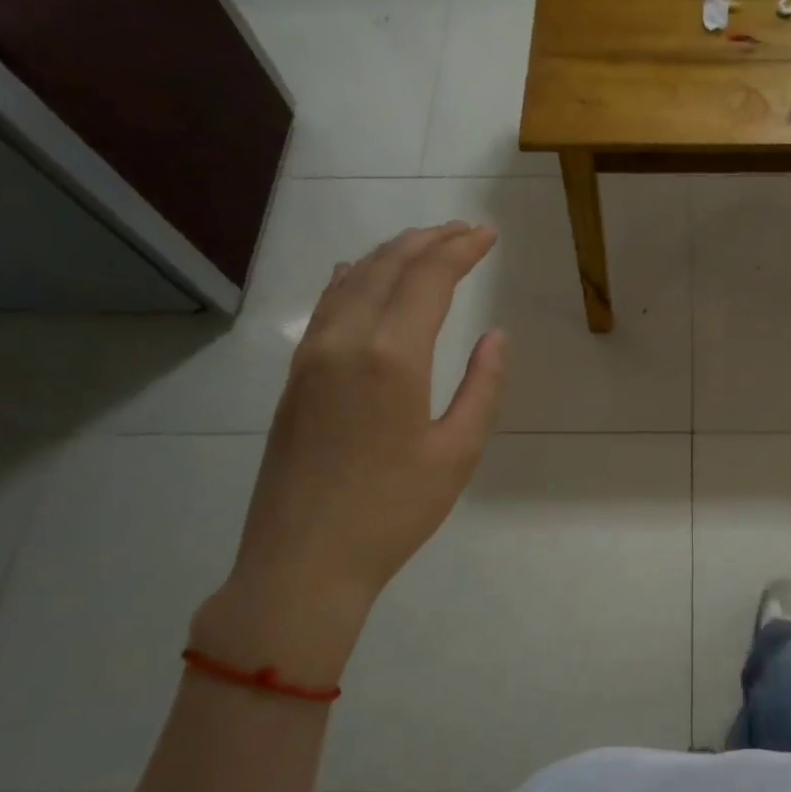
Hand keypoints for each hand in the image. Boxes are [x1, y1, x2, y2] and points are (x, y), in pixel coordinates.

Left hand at [193, 222, 506, 686]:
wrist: (302, 562)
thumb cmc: (392, 512)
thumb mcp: (457, 453)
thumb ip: (482, 387)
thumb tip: (495, 336)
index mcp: (392, 357)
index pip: (429, 279)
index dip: (460, 250)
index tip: (488, 235)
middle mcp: (346, 341)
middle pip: (389, 268)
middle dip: (429, 241)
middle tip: (464, 230)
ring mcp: (312, 357)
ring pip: (353, 281)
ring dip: (391, 254)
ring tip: (424, 242)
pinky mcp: (295, 377)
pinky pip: (325, 307)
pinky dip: (351, 279)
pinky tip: (358, 273)